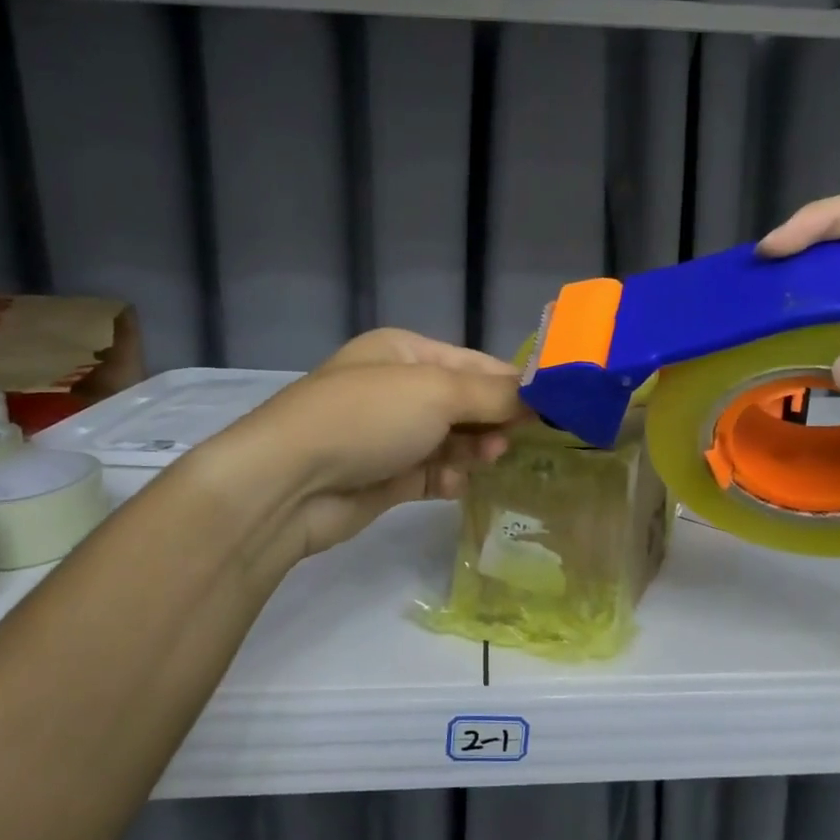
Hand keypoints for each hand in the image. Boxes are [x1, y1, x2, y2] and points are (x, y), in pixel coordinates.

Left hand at [230, 328, 521, 557]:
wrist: (290, 483)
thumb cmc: (367, 418)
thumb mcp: (436, 393)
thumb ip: (493, 395)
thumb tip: (539, 396)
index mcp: (405, 353)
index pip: (474, 364)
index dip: (511, 384)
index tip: (550, 408)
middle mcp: (398, 389)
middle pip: (465, 403)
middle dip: (492, 421)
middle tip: (513, 441)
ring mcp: (391, 435)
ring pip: (453, 441)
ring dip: (473, 451)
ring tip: (486, 461)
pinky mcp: (386, 477)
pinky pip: (434, 474)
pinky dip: (448, 478)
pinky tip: (453, 486)